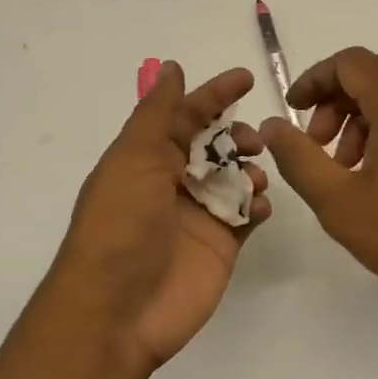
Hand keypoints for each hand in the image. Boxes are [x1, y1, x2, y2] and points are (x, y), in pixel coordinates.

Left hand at [50, 62, 270, 378]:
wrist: (119, 310)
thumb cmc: (122, 224)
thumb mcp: (134, 158)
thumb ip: (158, 113)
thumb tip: (171, 68)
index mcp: (145, 158)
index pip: (184, 116)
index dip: (212, 95)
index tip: (246, 78)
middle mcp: (171, 182)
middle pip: (214, 145)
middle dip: (236, 135)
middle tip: (253, 141)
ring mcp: (197, 215)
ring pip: (235, 177)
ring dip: (250, 168)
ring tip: (255, 178)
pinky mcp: (220, 245)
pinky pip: (246, 214)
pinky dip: (258, 204)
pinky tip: (259, 206)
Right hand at [260, 47, 377, 337]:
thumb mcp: (337, 200)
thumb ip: (297, 157)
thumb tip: (272, 125)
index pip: (351, 63)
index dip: (314, 80)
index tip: (293, 111)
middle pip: (374, 77)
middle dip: (334, 104)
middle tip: (315, 147)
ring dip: (359, 120)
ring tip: (344, 169)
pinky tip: (377, 177)